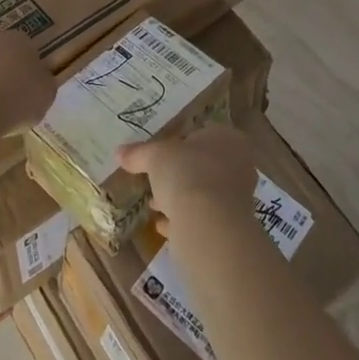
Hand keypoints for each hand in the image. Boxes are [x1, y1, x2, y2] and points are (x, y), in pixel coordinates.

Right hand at [118, 124, 257, 231]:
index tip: (161, 154)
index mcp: (228, 138)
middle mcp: (239, 164)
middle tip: (156, 178)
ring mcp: (238, 197)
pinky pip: (203, 218)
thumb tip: (119, 152)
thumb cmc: (187, 173)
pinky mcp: (231, 225)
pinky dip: (184, 219)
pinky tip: (163, 225)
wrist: (208, 224)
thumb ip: (138, 153)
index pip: (203, 133)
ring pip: (204, 192)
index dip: (180, 142)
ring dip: (180, 197)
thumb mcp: (155, 157)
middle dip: (179, 172)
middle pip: (204, 164)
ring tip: (155, 204)